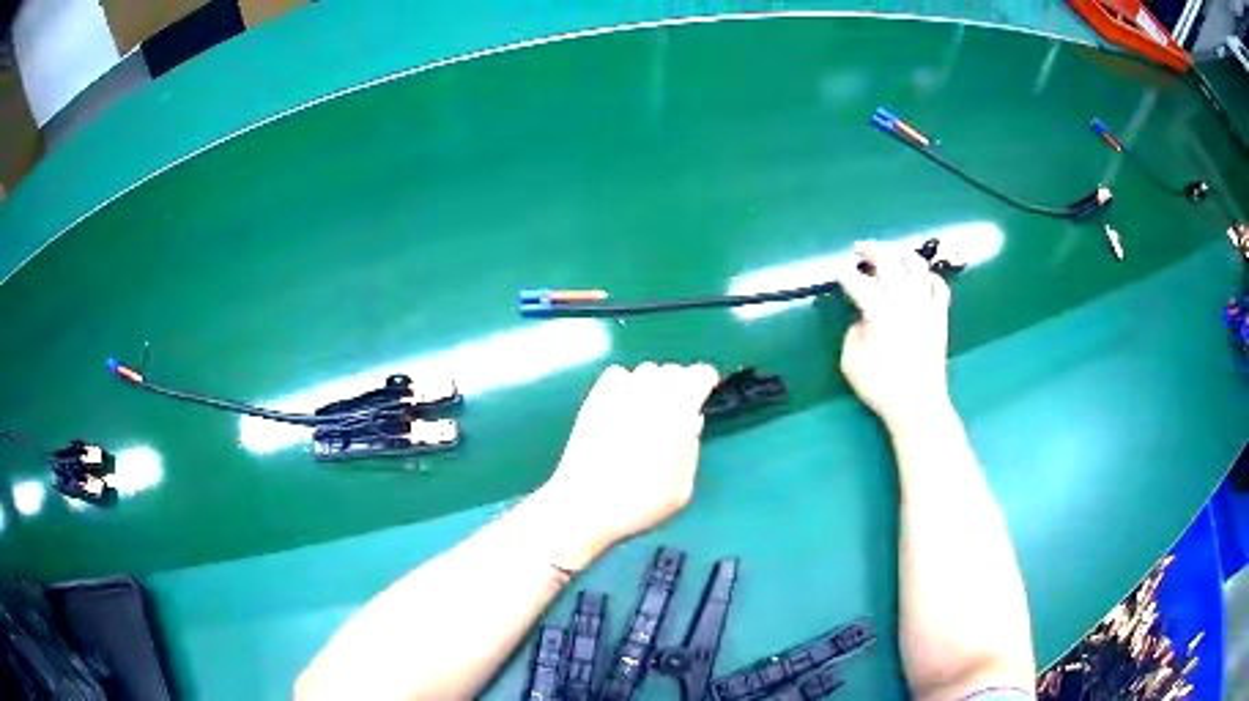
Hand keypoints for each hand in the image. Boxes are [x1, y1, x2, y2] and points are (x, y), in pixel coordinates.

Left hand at [536, 363, 719, 568]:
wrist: (585, 504)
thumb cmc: (639, 502)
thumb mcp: (682, 488)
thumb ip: (692, 449)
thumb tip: (691, 422)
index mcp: (679, 412)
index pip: (700, 374)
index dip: (705, 382)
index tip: (704, 396)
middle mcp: (650, 393)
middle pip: (673, 370)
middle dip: (681, 384)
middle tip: (678, 410)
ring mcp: (619, 393)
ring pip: (646, 370)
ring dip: (654, 384)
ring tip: (650, 410)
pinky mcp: (594, 398)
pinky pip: (617, 375)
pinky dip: (626, 384)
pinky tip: (624, 406)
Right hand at [837, 241, 951, 426]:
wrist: (917, 405)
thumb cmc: (881, 387)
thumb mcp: (850, 362)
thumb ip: (852, 332)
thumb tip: (862, 318)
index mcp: (880, 312)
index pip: (858, 283)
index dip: (844, 275)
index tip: (837, 274)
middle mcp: (905, 301)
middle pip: (889, 262)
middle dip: (871, 250)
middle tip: (859, 249)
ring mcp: (926, 306)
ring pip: (917, 266)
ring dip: (901, 253)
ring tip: (890, 253)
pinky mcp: (940, 316)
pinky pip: (939, 286)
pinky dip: (928, 276)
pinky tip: (920, 277)